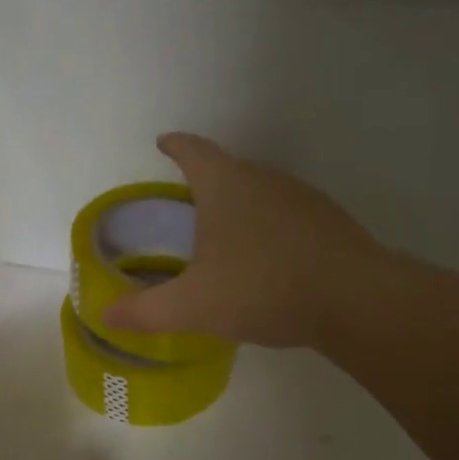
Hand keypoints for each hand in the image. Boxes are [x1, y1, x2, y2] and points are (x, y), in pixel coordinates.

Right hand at [102, 133, 384, 348]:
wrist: (354, 300)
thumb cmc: (262, 288)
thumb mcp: (193, 306)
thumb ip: (146, 311)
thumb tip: (104, 316)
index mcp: (226, 185)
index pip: (193, 150)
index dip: (174, 146)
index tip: (163, 142)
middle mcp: (265, 178)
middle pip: (228, 168)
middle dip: (206, 181)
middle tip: (189, 207)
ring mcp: (302, 197)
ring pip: (261, 192)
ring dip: (241, 206)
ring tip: (227, 237)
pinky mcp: (329, 220)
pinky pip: (288, 215)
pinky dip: (270, 228)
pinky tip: (270, 260)